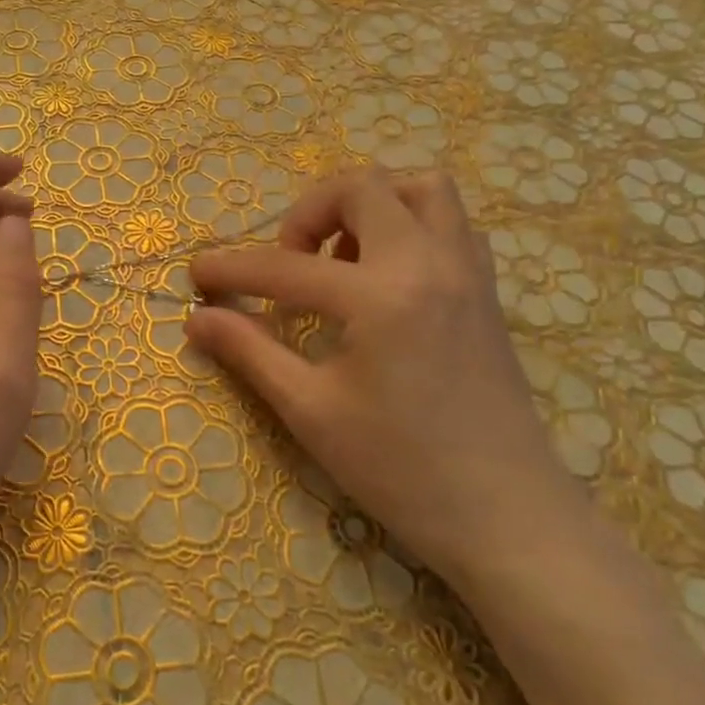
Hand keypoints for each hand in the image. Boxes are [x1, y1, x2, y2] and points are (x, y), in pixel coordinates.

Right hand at [186, 169, 579, 578]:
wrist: (507, 516)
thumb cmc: (401, 470)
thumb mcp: (311, 411)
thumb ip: (251, 351)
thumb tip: (197, 318)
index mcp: (381, 296)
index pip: (286, 266)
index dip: (232, 268)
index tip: (197, 274)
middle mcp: (428, 263)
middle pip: (361, 188)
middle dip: (308, 212)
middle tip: (288, 262)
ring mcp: (467, 271)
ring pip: (421, 187)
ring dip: (369, 203)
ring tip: (341, 256)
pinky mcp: (487, 290)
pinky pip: (452, 222)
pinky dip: (412, 224)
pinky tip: (388, 273)